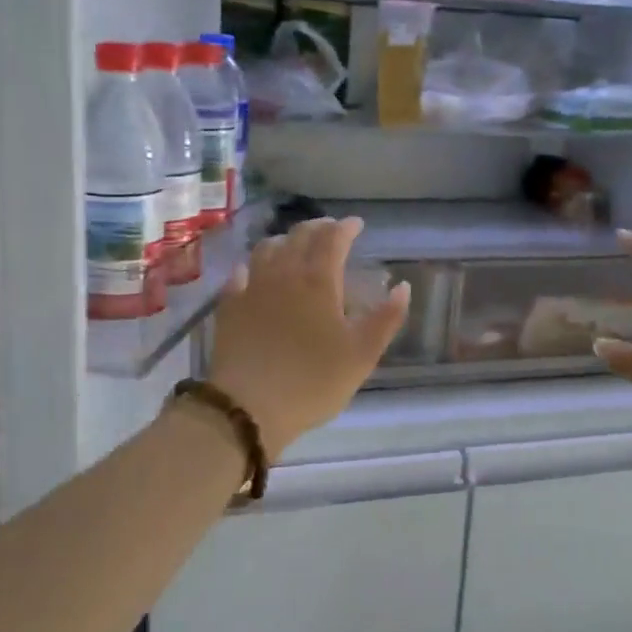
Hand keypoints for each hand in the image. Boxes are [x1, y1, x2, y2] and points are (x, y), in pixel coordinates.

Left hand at [209, 217, 410, 457]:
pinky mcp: (229, 307)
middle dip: (318, 227)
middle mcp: (284, 273)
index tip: (357, 224)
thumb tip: (402, 287)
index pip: (333, 239)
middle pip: (299, 236)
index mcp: (318, 280)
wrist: (249, 407)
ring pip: (267, 249)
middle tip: (330, 229)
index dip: (346, 227)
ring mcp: (252, 288)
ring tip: (294, 245)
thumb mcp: (362, 354)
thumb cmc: (313, 381)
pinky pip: (240, 274)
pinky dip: (252, 266)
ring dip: (285, 240)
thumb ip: (386, 318)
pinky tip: (253, 273)